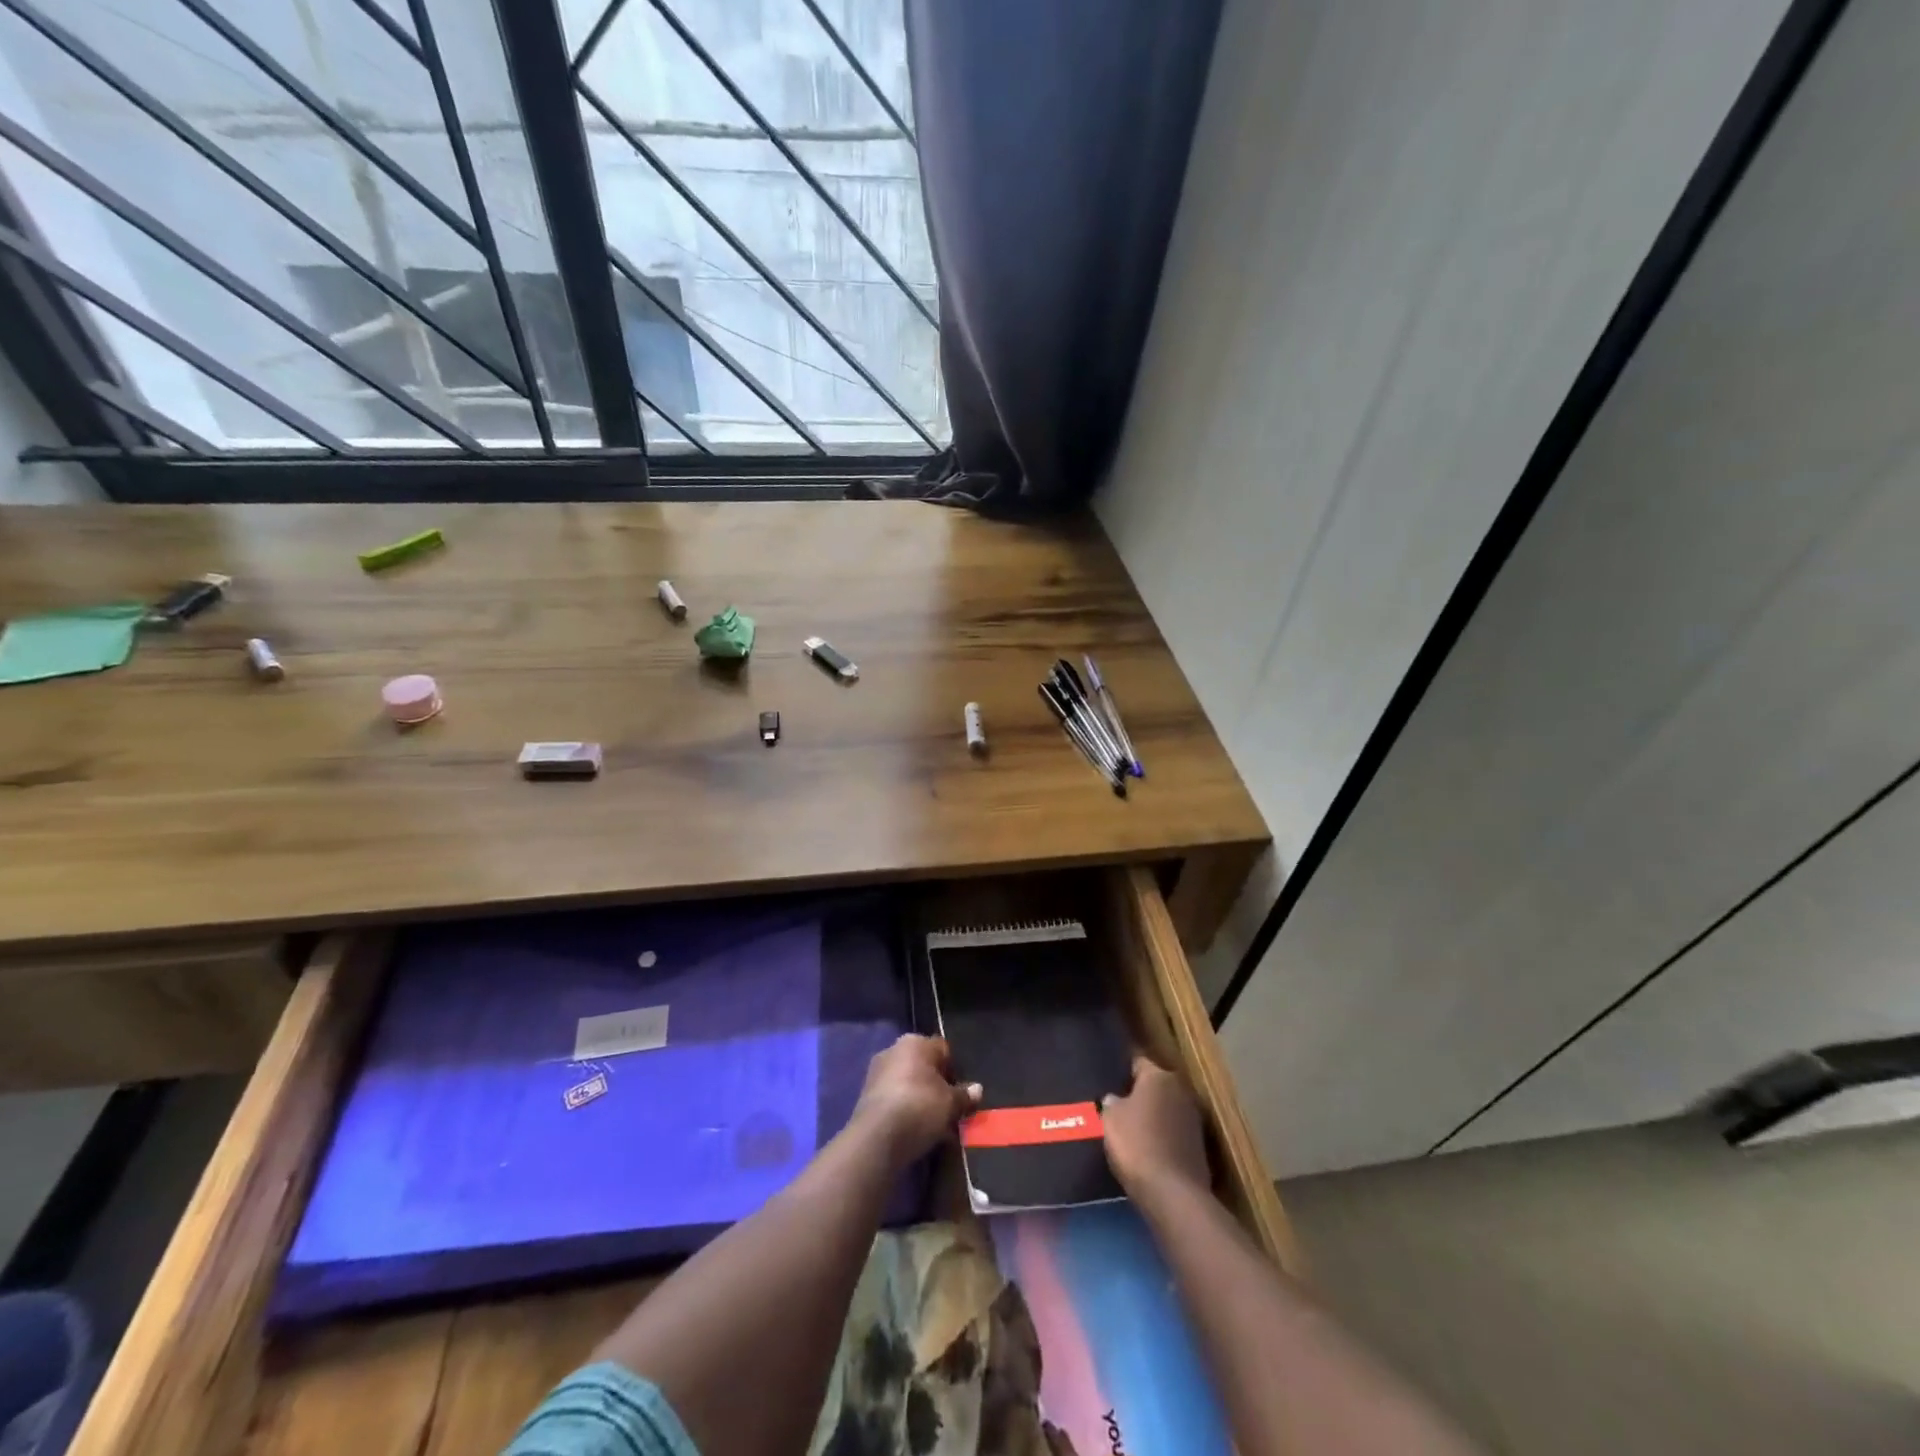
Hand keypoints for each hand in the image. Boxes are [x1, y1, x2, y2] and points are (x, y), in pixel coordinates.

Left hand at [851, 1034, 981, 1167]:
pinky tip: (914, 1130)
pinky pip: (894, 1098)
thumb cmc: (920, 1107)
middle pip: (923, 1066)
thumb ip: (964, 1095)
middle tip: (948, 1109)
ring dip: (920, 1099)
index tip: (960, 1093)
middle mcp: (894, 1049)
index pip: (942, 1050)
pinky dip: (905, 1109)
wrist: (877, 1137)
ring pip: (908, 1083)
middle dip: (936, 1085)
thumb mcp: (950, 1103)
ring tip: (933, 1124)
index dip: (954, 1070)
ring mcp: (877, 1072)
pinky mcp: (866, 1095)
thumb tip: (977, 1089)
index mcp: (915, 1042)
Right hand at [1104, 1055, 1210, 1203]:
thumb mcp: (1110, 1118)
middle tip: (1118, 1104)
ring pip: (1166, 1109)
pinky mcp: (1199, 1146)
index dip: (1122, 1071)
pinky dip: (1162, 1136)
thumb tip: (1114, 1098)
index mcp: (1159, 1076)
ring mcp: (1193, 1119)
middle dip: (1139, 1093)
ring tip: (1131, 1128)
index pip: (1138, 1062)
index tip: (1109, 1080)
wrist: (1172, 1193)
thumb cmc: (1137, 1144)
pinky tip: (1147, 1148)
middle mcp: (1180, 1090)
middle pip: (1155, 1086)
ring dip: (1153, 1116)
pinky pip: (1174, 1132)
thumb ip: (1112, 1102)